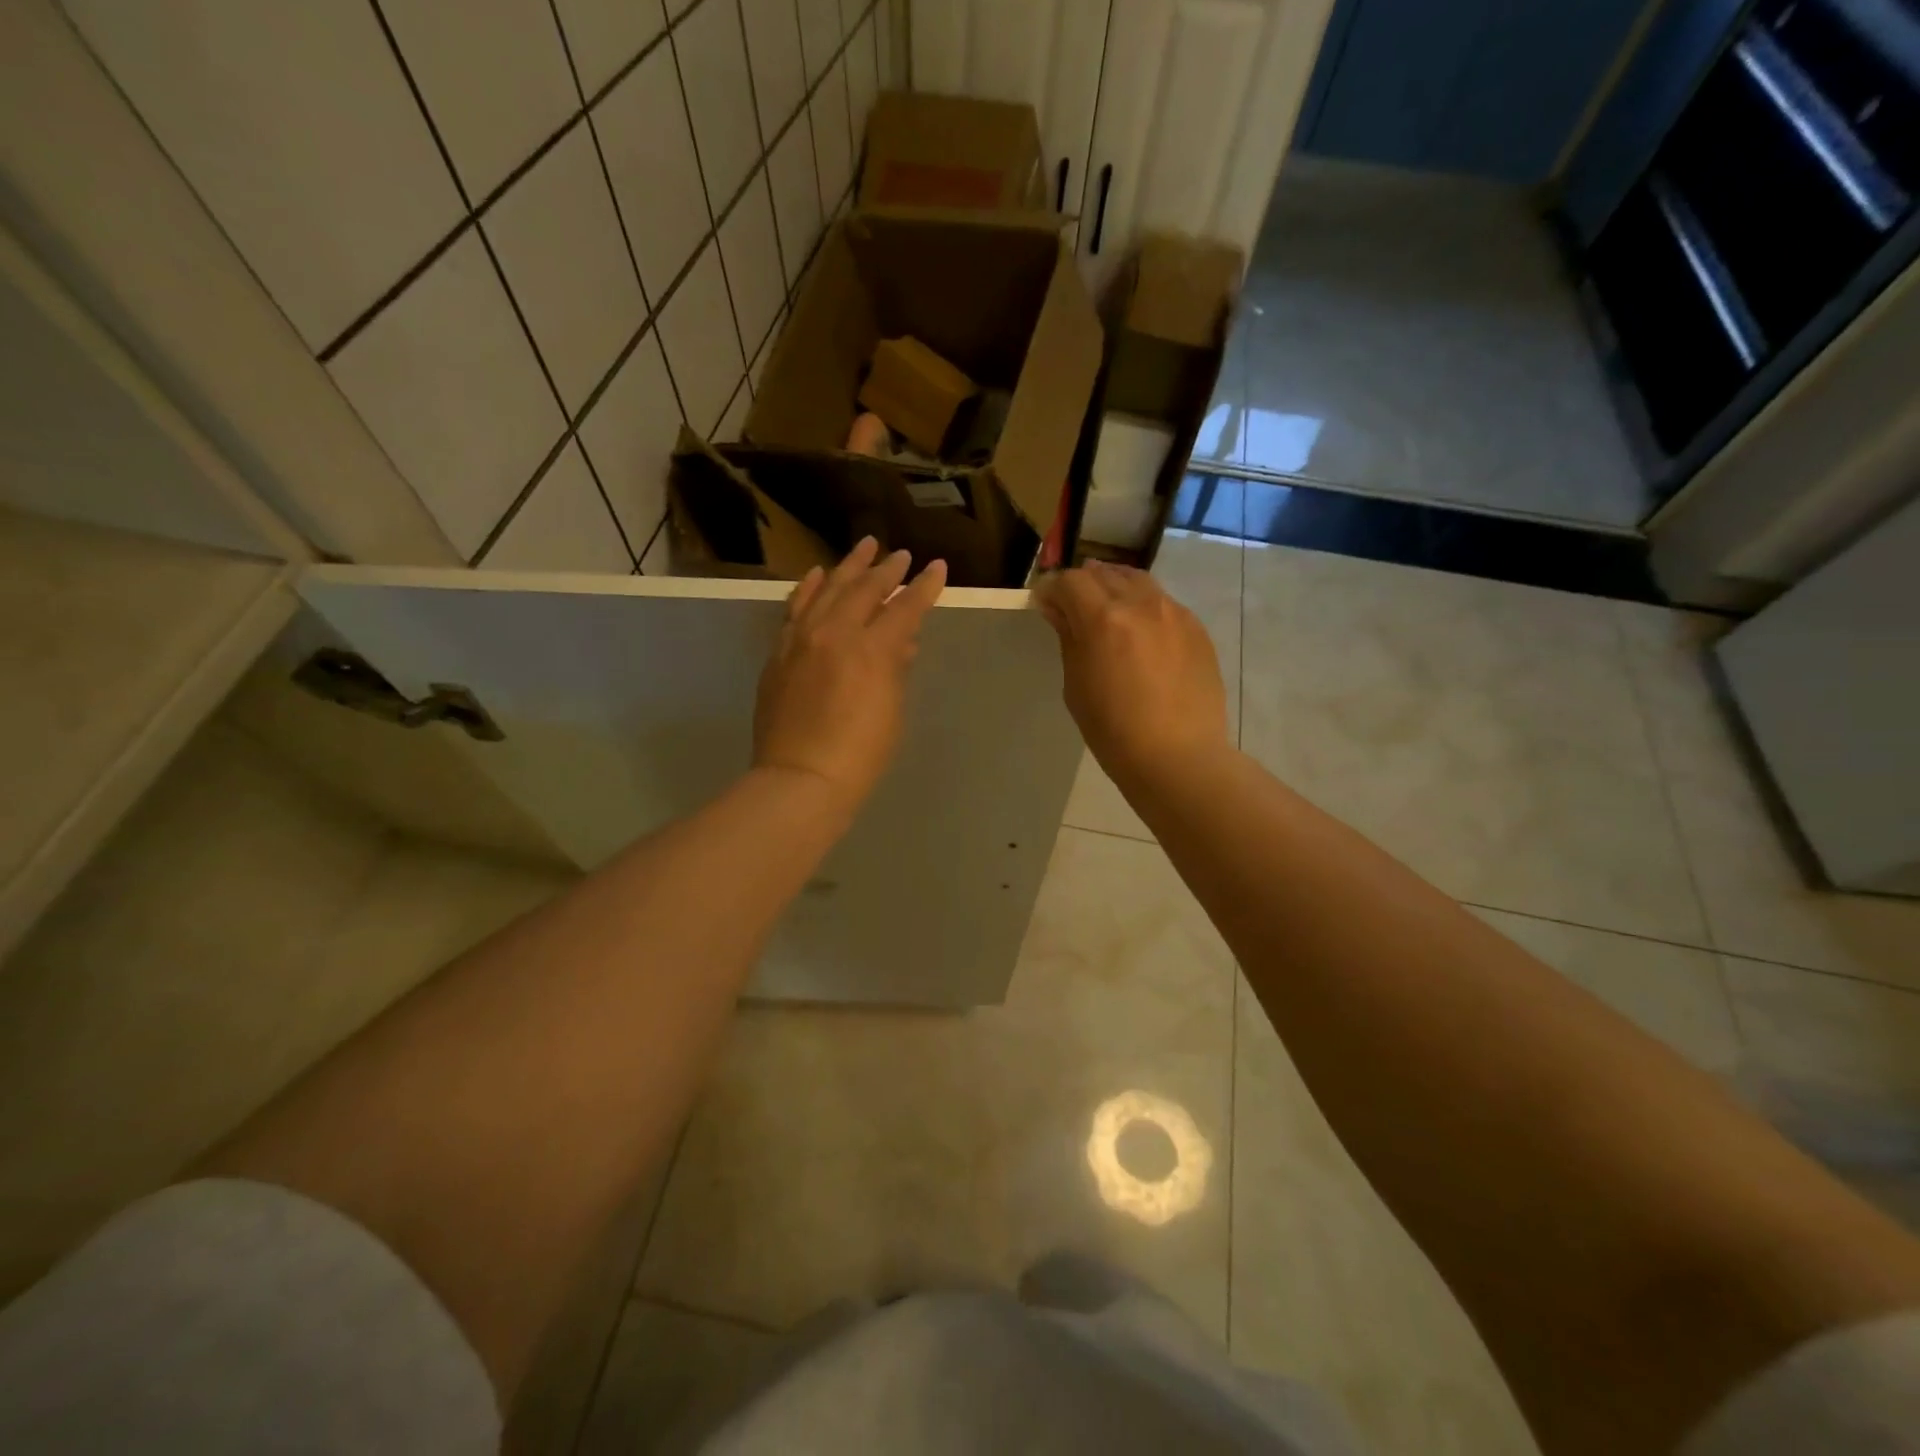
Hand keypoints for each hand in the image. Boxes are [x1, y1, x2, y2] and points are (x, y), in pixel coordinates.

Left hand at [754, 537, 946, 812]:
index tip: (937, 568)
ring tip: (864, 547)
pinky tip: (817, 575)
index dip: (924, 587)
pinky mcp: (780, 652)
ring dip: (848, 567)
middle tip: (901, 555)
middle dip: (886, 570)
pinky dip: (809, 588)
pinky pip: (795, 608)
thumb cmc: (861, 754)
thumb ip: (896, 668)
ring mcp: (801, 639)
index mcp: (871, 649)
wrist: (800, 778)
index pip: (904, 607)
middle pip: (864, 589)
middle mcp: (835, 632)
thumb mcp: (892, 710)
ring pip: (827, 589)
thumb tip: (902, 642)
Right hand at [1035, 561, 1229, 786]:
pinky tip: (1141, 633)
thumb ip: (1069, 638)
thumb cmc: (1113, 730)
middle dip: (1083, 584)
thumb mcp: (1076, 685)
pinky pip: (1164, 603)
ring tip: (1107, 610)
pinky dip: (1144, 606)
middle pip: (1105, 574)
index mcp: (1104, 618)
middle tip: (1072, 606)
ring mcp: (1174, 613)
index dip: (1052, 588)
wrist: (1178, 756)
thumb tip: (1058, 609)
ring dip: (1116, 587)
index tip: (1044, 603)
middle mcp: (1141, 604)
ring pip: (1138, 581)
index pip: (1071, 581)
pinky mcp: (1197, 629)